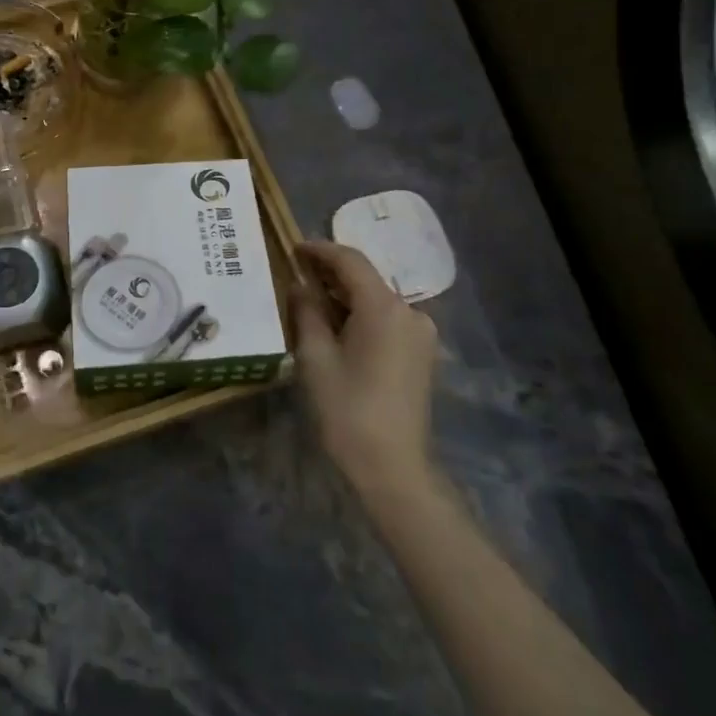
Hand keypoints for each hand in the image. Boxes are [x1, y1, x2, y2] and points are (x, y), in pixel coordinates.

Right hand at [293, 240, 440, 494]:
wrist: (393, 468)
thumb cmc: (347, 410)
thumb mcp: (315, 356)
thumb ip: (306, 312)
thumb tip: (300, 285)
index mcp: (383, 307)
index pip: (350, 261)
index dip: (320, 250)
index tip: (293, 247)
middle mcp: (409, 312)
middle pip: (366, 279)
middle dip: (330, 273)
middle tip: (296, 273)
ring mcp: (420, 334)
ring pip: (376, 300)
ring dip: (345, 296)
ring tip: (311, 300)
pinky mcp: (422, 355)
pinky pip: (387, 320)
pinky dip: (361, 315)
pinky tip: (337, 327)